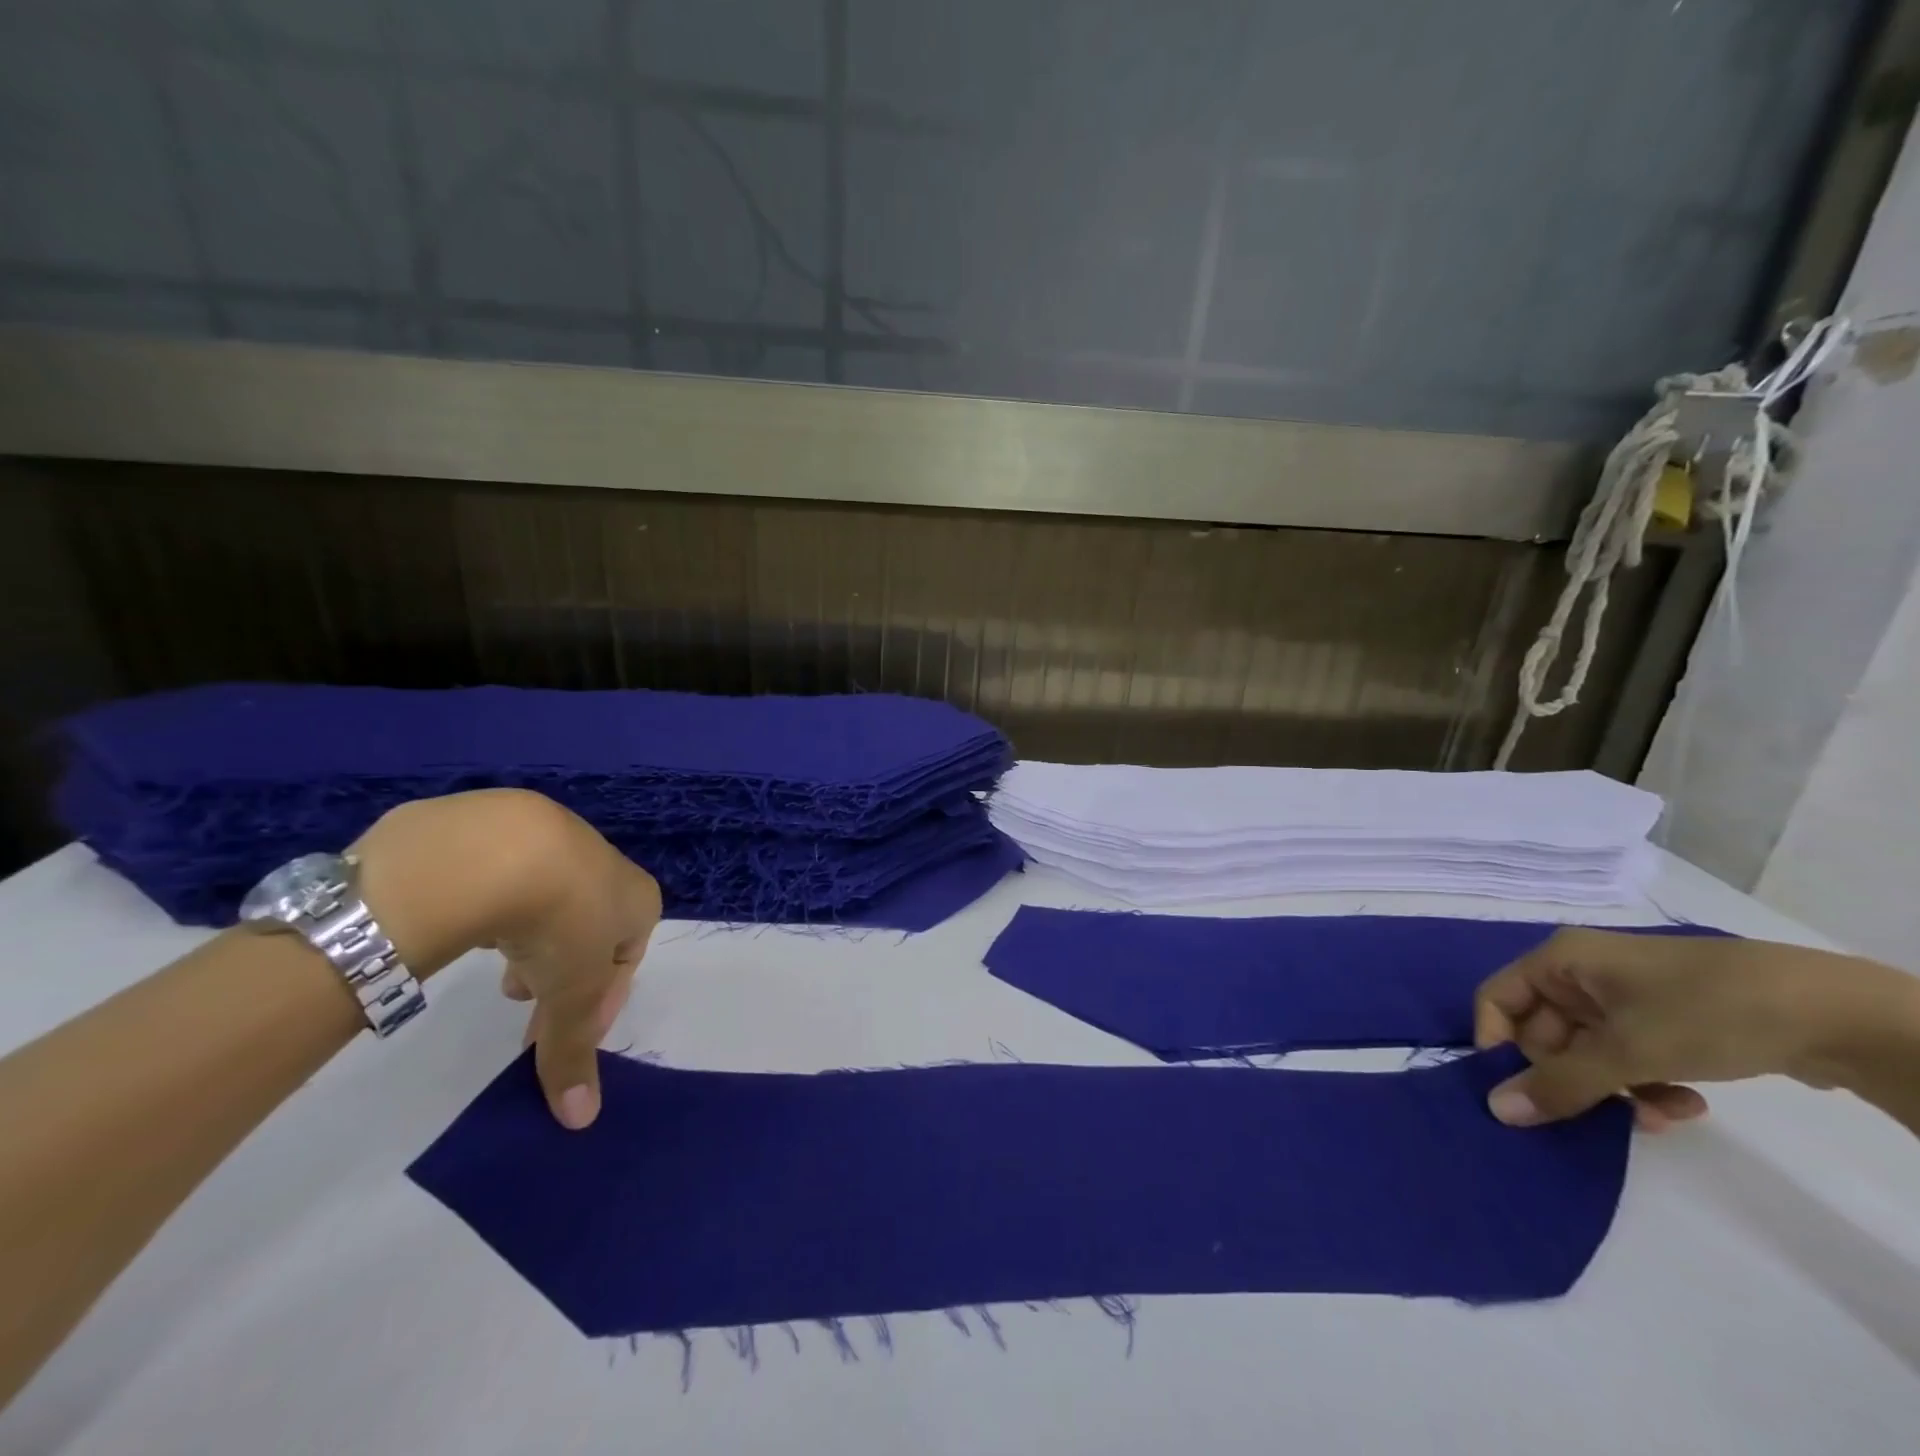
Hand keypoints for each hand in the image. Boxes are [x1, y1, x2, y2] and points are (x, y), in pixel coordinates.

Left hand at [352, 789, 661, 1129]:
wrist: (498, 847)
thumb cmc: (562, 921)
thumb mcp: (572, 995)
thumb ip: (574, 1052)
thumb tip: (581, 1120)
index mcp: (638, 900)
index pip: (627, 960)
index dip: (597, 1004)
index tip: (560, 1033)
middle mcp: (606, 866)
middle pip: (590, 930)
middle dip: (562, 972)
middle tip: (524, 1004)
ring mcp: (556, 840)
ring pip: (550, 901)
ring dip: (530, 941)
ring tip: (497, 970)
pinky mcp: (505, 827)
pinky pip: (508, 876)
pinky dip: (496, 905)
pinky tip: (468, 922)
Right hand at [1471, 928, 1908, 1131]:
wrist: (1834, 1011)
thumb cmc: (1704, 1011)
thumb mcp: (1627, 1051)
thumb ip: (1559, 1084)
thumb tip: (1497, 1110)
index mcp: (1560, 961)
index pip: (1498, 1001)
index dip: (1499, 1046)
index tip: (1524, 1094)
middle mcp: (1583, 974)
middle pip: (1545, 1032)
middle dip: (1573, 1079)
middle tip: (1607, 1116)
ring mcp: (1626, 996)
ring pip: (1590, 1051)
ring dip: (1614, 1090)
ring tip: (1660, 1116)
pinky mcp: (1665, 1019)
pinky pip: (1629, 1055)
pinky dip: (1646, 1084)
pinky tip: (1687, 1105)